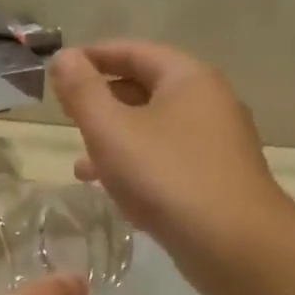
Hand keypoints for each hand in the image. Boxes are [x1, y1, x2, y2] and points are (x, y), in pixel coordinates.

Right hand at [50, 41, 289, 254]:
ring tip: (81, 167)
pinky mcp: (216, 180)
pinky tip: (117, 192)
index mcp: (188, 78)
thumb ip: (83, 93)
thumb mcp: (111, 131)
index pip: (135, 51)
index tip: (61, 69)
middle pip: (147, 90)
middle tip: (69, 118)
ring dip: (116, 143)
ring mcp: (217, 144)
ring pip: (155, 131)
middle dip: (103, 103)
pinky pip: (168, 161)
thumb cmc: (166, 177)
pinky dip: (138, 167)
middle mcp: (209, 103)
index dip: (95, 57)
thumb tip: (63, 57)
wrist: (233, 243)